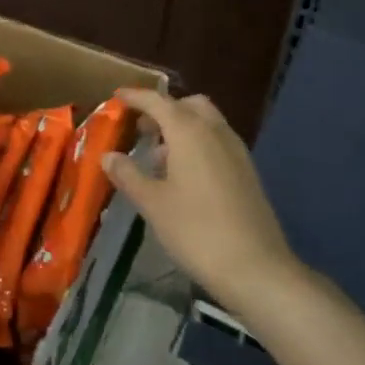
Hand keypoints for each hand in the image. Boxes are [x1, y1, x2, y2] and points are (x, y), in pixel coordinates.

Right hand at [104, 88, 300, 309]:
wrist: (255, 267)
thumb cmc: (196, 231)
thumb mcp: (153, 204)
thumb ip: (128, 174)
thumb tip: (108, 156)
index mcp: (189, 132)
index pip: (158, 101)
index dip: (136, 97)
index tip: (117, 97)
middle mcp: (216, 132)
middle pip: (188, 105)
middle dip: (164, 110)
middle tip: (141, 129)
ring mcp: (236, 151)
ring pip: (206, 123)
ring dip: (182, 128)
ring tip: (157, 157)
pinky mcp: (247, 171)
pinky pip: (218, 142)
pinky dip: (198, 144)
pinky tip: (183, 177)